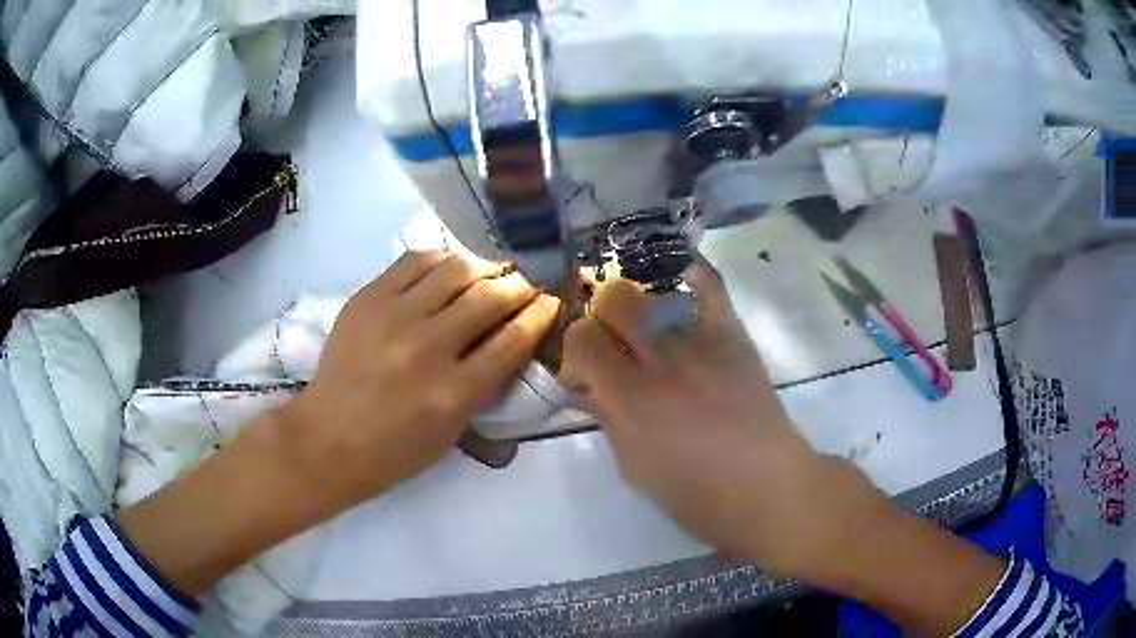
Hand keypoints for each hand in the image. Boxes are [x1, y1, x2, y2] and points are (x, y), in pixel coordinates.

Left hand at [281, 251, 560, 509]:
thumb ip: (483, 385)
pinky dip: (441, 260)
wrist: (327, 439)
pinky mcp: (368, 298)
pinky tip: (448, 269)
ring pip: (455, 269)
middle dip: (518, 285)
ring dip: (483, 267)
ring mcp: (393, 317)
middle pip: (489, 297)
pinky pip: (415, 261)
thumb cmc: (394, 450)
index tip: (550, 300)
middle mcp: (427, 347)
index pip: (512, 340)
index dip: (539, 314)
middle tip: (524, 284)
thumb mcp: (452, 432)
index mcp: (454, 393)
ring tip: (490, 272)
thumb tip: (509, 338)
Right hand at [560, 256, 882, 575]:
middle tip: (613, 340)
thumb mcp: (633, 467)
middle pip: (614, 300)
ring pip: (654, 289)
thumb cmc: (695, 493)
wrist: (766, 486)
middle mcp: (661, 358)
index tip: (585, 368)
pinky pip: (709, 284)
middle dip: (603, 315)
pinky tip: (677, 276)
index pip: (582, 340)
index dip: (576, 349)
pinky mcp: (733, 333)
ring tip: (645, 319)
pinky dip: (690, 271)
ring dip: (639, 301)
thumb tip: (590, 386)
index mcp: (630, 397)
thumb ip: (608, 418)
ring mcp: (701, 339)